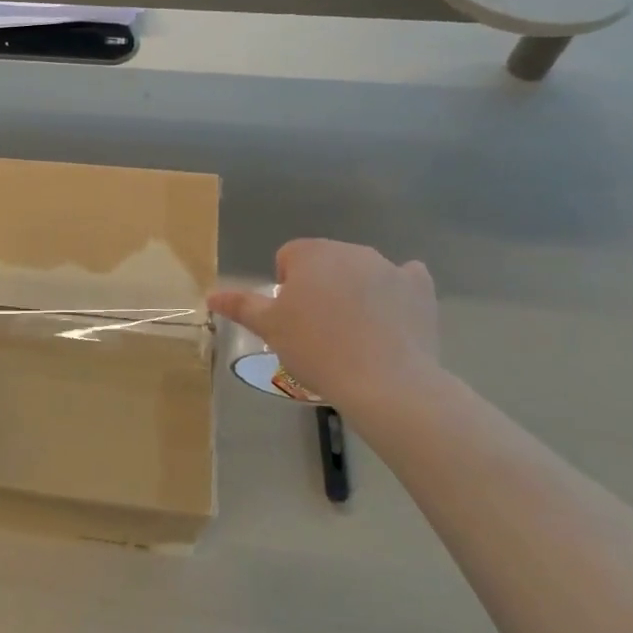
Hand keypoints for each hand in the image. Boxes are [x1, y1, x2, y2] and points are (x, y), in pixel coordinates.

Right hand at [207, 240, 443, 417]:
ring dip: (353, 291)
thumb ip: (241, 305)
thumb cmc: (317, 349)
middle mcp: (351, 250)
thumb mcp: (270, 329)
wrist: (386, 382)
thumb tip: (211, 294)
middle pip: (326, 262)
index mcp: (312, 253)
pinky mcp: (420, 289)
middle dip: (320, 286)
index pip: (289, 257)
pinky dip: (395, 295)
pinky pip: (404, 281)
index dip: (285, 286)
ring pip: (362, 272)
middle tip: (317, 328)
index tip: (291, 318)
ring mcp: (390, 267)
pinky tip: (390, 320)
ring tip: (353, 333)